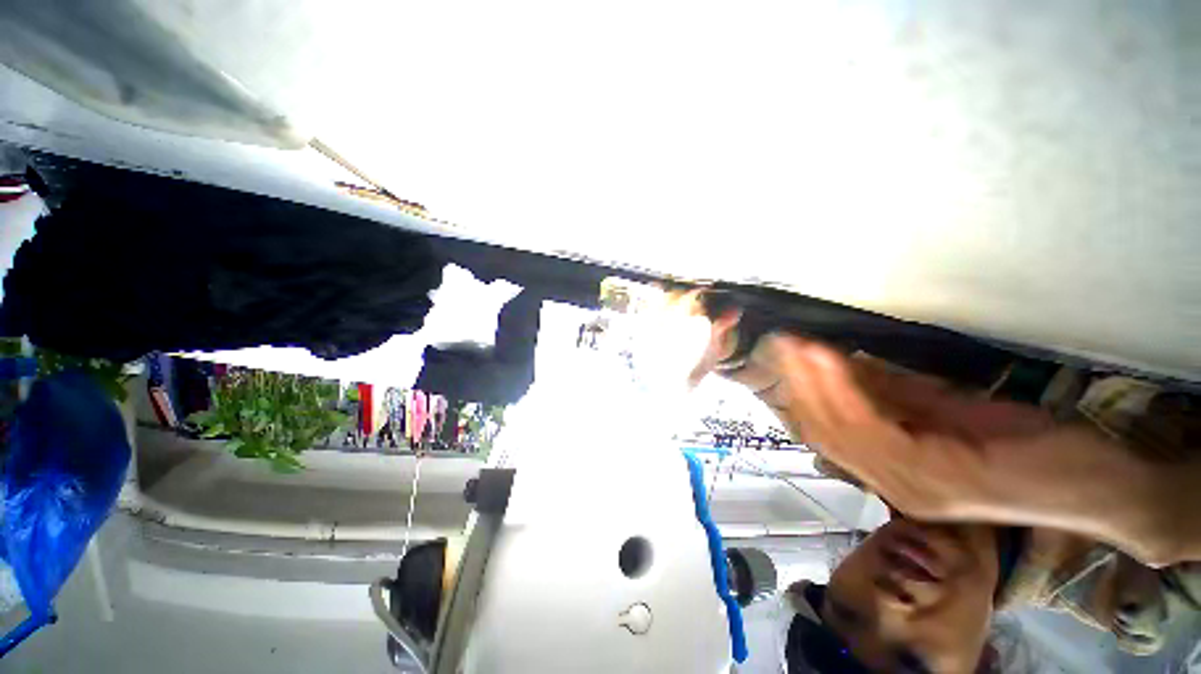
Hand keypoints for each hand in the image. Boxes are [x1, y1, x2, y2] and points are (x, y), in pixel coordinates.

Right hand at [691, 312, 1053, 521]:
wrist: (1092, 483)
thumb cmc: (1026, 448)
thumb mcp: (951, 413)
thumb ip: (897, 395)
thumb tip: (847, 365)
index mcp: (895, 473)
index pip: (828, 433)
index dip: (803, 391)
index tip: (791, 352)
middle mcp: (892, 484)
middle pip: (826, 432)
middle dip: (802, 384)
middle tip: (787, 344)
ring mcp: (912, 485)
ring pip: (840, 432)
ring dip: (816, 385)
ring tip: (802, 347)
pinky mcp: (938, 478)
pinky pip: (876, 432)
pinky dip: (850, 395)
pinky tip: (838, 362)